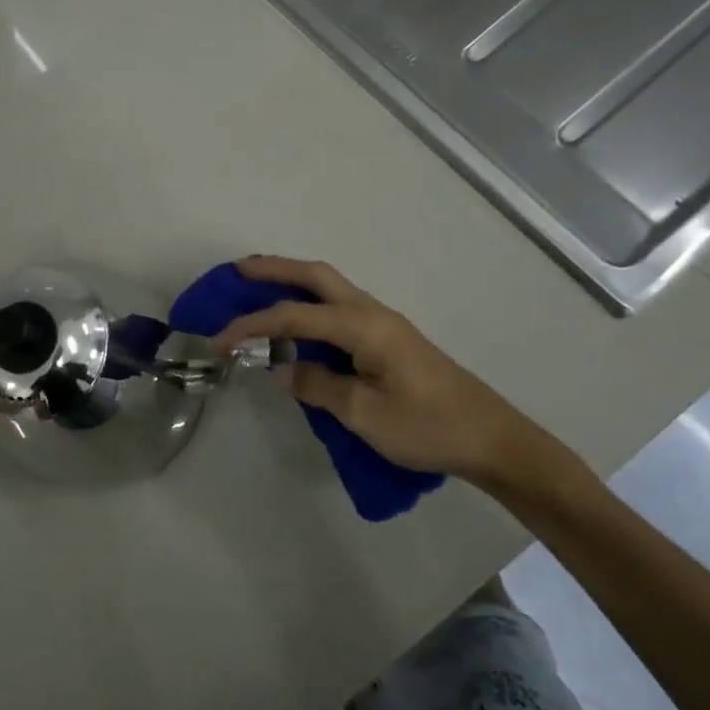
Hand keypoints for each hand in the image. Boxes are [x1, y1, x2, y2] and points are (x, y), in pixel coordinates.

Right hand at [211, 256, 583, 501]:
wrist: (490, 439)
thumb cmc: (428, 427)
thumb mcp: (365, 414)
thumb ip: (319, 386)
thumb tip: (284, 370)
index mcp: (363, 326)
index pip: (293, 316)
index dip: (251, 326)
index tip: (218, 341)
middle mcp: (372, 313)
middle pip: (316, 276)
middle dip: (274, 269)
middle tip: (237, 271)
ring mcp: (384, 324)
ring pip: (330, 288)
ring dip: (293, 282)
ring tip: (259, 288)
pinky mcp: (390, 340)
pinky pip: (340, 309)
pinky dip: (312, 305)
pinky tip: (300, 324)